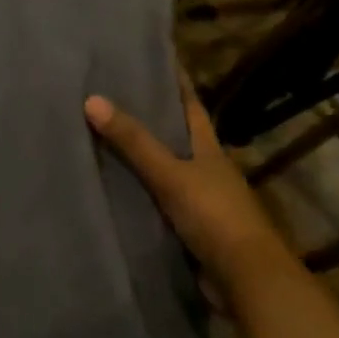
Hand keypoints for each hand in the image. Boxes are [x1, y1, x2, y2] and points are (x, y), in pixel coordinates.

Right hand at [85, 79, 294, 291]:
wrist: (246, 279)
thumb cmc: (214, 216)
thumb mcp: (170, 174)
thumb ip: (133, 142)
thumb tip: (91, 99)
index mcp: (209, 149)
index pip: (191, 105)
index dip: (176, 82)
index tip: (155, 58)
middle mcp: (207, 168)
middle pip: (178, 134)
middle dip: (152, 116)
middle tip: (115, 94)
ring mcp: (201, 199)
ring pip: (168, 167)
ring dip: (144, 155)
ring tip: (105, 135)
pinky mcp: (191, 226)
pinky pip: (159, 198)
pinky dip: (141, 190)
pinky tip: (116, 186)